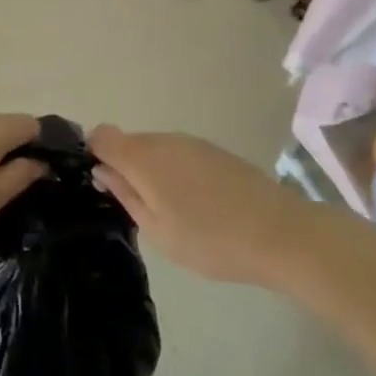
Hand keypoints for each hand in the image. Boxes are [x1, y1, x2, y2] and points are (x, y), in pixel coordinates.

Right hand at [89, 126, 308, 285]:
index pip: (102, 136)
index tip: (103, 184)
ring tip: (170, 212)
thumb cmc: (210, 240)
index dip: (95, 154)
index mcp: (144, 157)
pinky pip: (179, 154)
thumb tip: (102, 171)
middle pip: (129, 142)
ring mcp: (193, 143)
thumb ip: (126, 195)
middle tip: (137, 208)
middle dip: (124, 167)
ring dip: (152, 171)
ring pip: (156, 149)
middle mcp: (165, 140)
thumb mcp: (158, 230)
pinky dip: (175, 172)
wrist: (279, 233)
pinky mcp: (215, 151)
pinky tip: (195, 204)